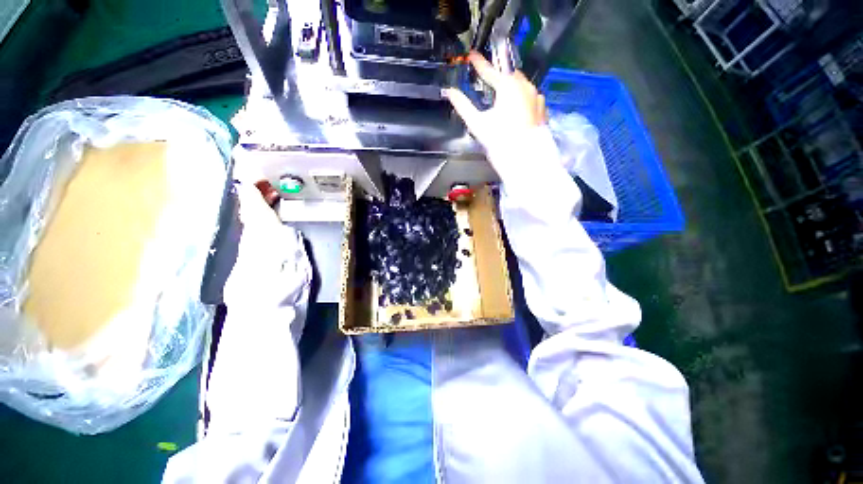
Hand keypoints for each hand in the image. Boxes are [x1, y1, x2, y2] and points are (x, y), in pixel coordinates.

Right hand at [444, 51, 547, 148]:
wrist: (524, 159)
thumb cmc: (500, 140)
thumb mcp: (477, 123)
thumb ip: (462, 105)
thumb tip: (450, 92)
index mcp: (508, 86)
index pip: (489, 71)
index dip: (478, 63)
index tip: (472, 55)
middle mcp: (525, 86)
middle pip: (508, 75)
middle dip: (498, 77)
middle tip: (488, 81)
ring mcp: (536, 97)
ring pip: (521, 85)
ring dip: (510, 87)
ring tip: (502, 98)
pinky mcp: (541, 108)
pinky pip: (530, 97)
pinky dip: (521, 98)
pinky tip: (515, 110)